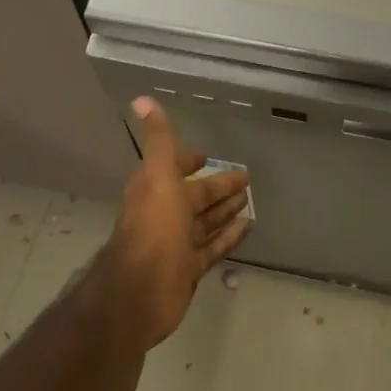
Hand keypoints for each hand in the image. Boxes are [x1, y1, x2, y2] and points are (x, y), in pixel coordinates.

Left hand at [97, 97, 252, 345]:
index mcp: (155, 189)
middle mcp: (164, 214)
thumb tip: (142, 99)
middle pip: (195, 196)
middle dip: (216, 186)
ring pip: (205, 222)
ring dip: (224, 211)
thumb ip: (158, 139)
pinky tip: (249, 226)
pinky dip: (229, 236)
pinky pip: (213, 248)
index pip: (173, 168)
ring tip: (249, 201)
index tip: (206, 155)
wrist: (141, 291)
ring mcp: (177, 243)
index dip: (189, 160)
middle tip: (245, 177)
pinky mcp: (189, 269)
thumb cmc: (153, 228)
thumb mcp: (158, 175)